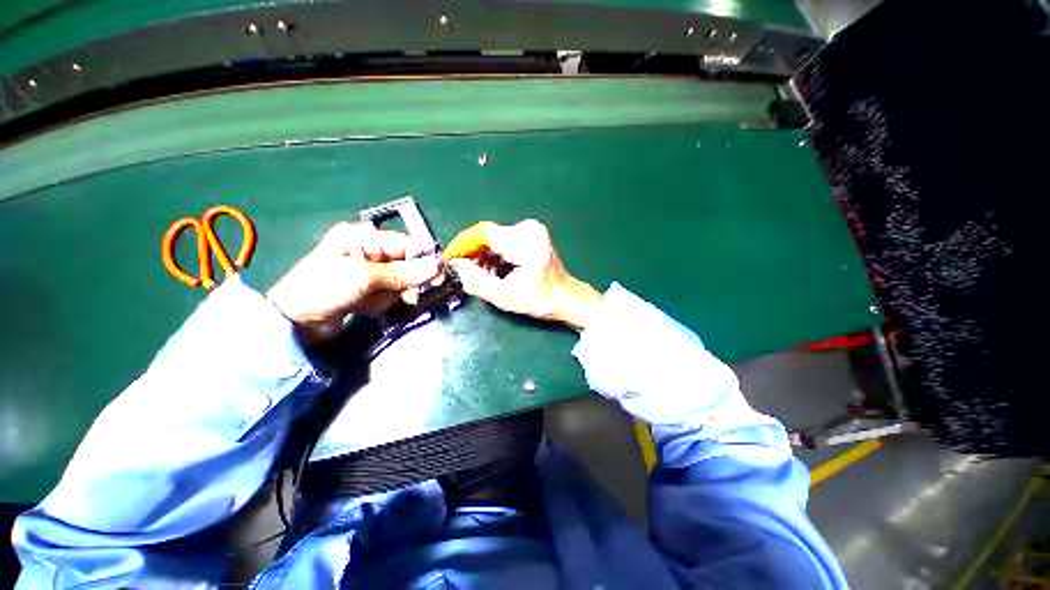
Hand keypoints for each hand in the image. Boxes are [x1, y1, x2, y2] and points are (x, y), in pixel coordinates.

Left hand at [266, 222, 439, 343]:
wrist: (294, 323)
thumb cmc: (325, 288)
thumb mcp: (366, 277)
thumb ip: (404, 273)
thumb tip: (437, 267)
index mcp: (363, 237)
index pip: (406, 243)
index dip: (423, 259)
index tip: (438, 275)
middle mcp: (368, 251)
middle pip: (406, 263)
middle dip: (407, 281)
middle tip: (409, 294)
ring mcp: (368, 272)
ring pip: (400, 282)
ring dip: (392, 294)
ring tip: (373, 302)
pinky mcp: (367, 290)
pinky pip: (389, 294)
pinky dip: (382, 303)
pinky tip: (365, 307)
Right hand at [447, 219, 600, 330]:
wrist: (566, 297)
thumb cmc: (540, 300)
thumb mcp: (506, 297)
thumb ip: (477, 282)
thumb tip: (455, 265)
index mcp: (527, 243)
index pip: (485, 234)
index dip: (464, 245)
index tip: (451, 259)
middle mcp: (529, 229)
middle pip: (489, 236)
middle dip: (474, 254)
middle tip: (466, 274)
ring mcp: (531, 229)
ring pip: (494, 238)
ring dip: (484, 256)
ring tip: (484, 276)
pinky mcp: (530, 234)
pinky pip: (503, 240)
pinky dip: (494, 254)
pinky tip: (494, 270)